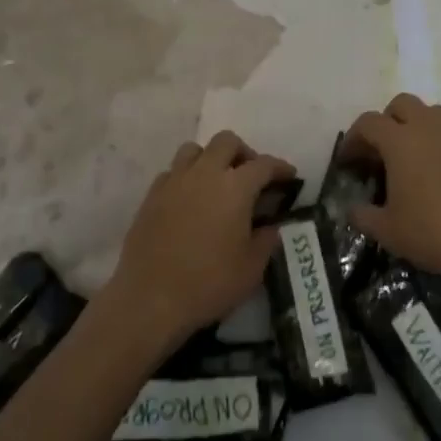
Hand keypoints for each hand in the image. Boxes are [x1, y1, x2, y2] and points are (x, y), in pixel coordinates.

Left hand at [106, 131, 293, 352]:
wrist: (150, 299)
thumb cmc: (209, 283)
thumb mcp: (252, 268)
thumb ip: (266, 240)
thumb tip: (271, 227)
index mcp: (235, 187)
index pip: (264, 164)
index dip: (280, 167)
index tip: (289, 177)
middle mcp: (204, 174)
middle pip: (227, 142)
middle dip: (244, 153)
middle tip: (251, 177)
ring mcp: (174, 182)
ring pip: (194, 150)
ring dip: (211, 159)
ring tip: (217, 184)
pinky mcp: (151, 196)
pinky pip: (172, 172)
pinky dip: (186, 178)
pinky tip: (190, 201)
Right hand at [341, 94, 440, 289]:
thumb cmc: (434, 231)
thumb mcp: (388, 231)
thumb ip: (363, 216)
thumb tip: (352, 209)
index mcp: (401, 141)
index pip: (368, 122)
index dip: (352, 139)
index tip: (347, 162)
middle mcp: (428, 129)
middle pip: (401, 104)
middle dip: (385, 122)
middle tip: (377, 153)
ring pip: (429, 113)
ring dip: (412, 126)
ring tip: (405, 158)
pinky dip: (433, 142)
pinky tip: (431, 174)